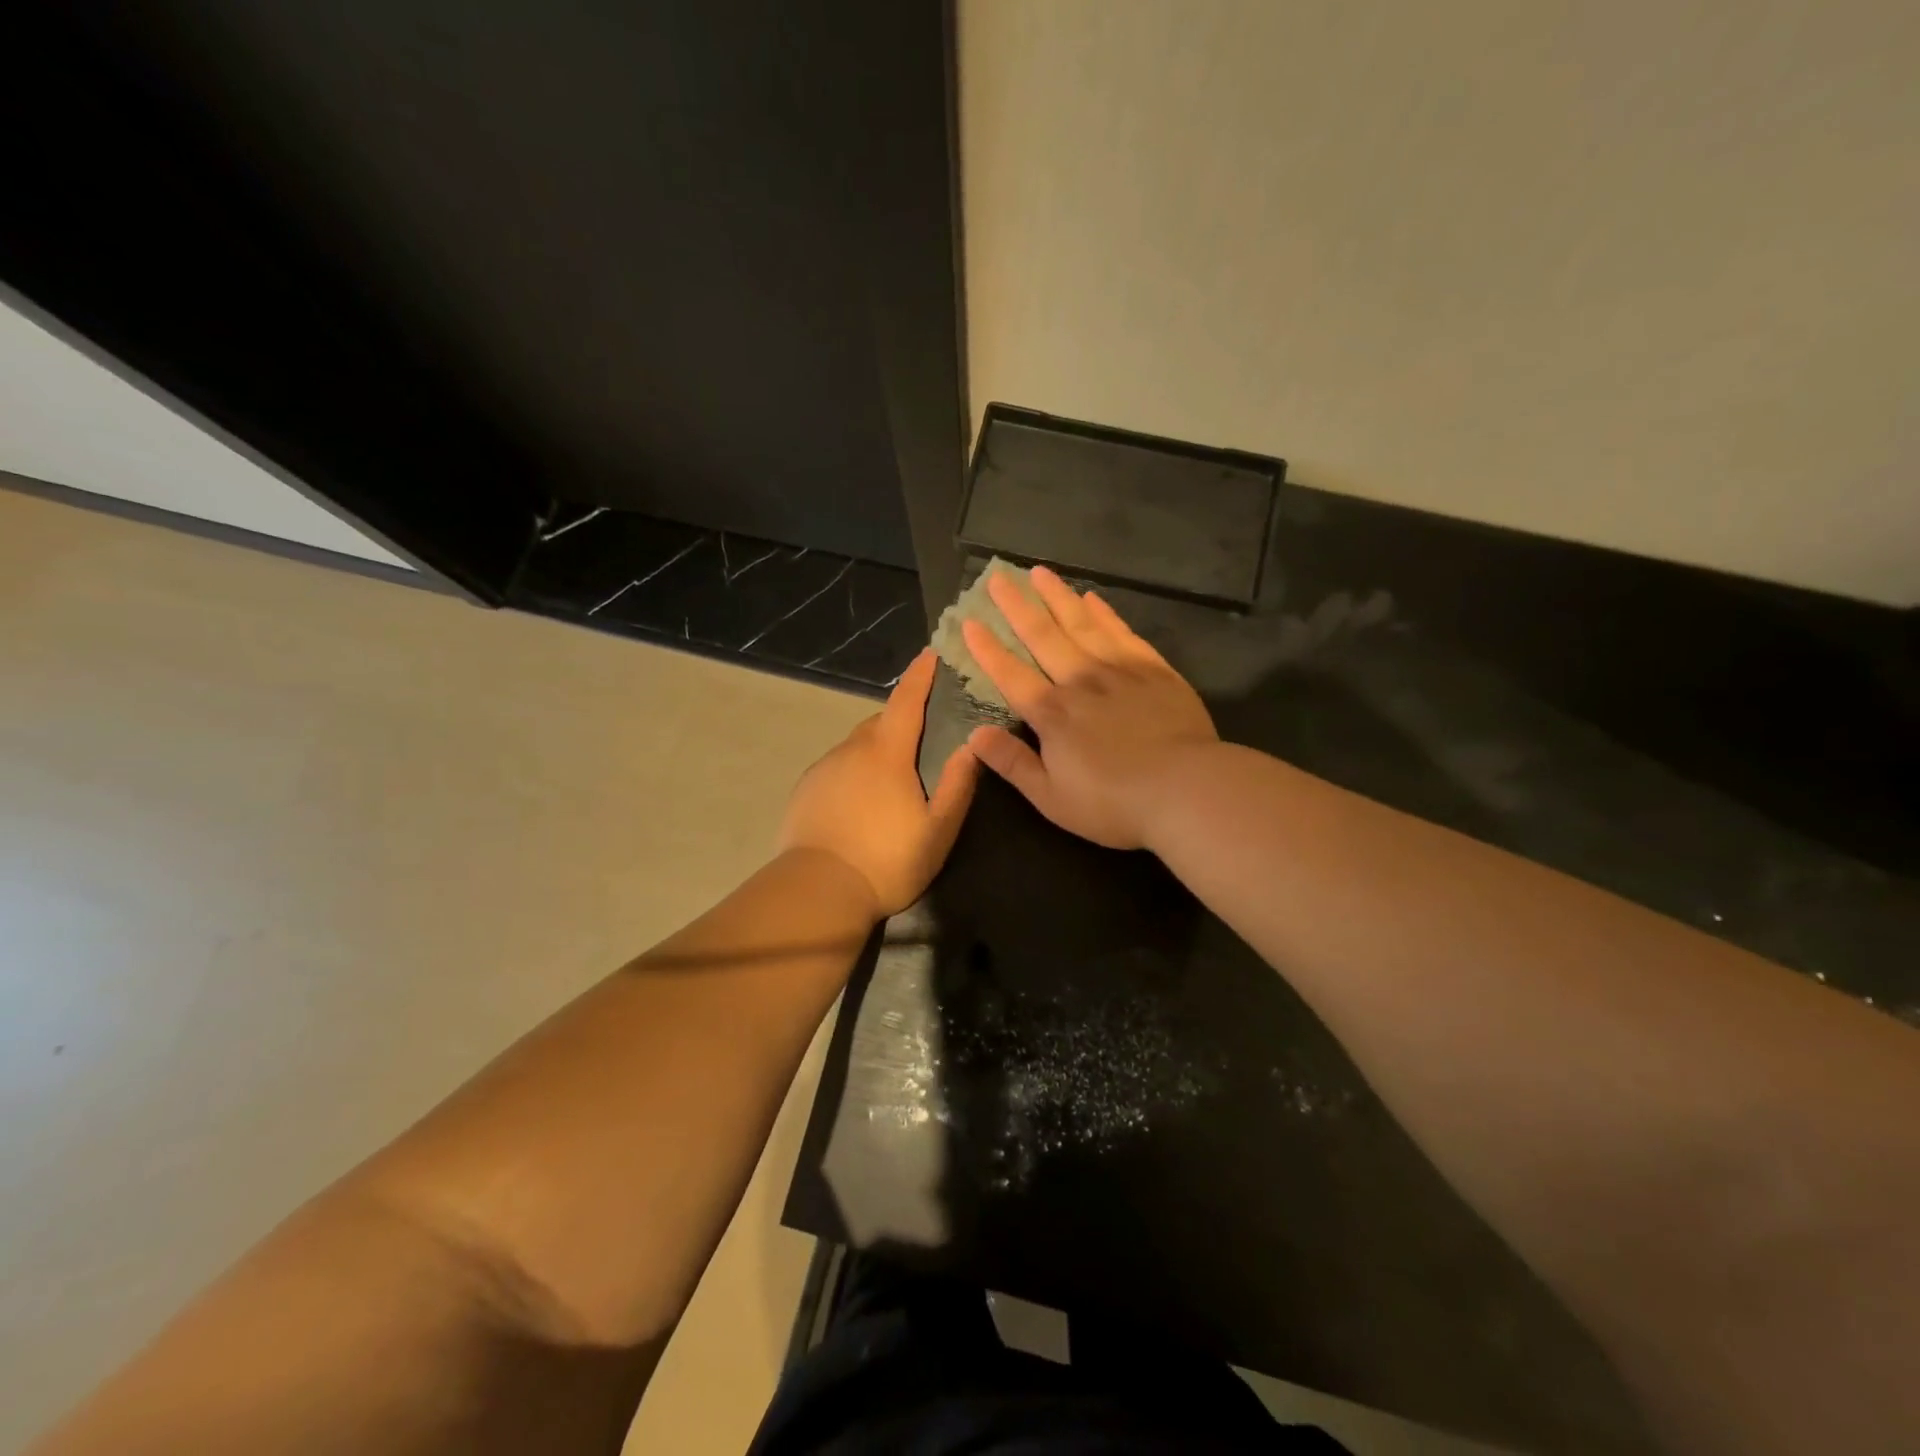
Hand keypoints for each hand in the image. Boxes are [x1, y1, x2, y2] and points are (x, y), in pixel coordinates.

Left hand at [778, 649, 979, 917]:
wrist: (818, 891)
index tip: (931, 654)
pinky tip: (861, 800)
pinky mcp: (806, 789)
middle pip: (880, 721)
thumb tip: (973, 745)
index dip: (920, 675)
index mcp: (887, 753)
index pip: (906, 701)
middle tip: (923, 734)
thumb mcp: (937, 829)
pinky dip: (854, 770)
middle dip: (902, 718)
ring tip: (892, 777)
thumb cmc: (888, 861)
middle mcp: (852, 749)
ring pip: (857, 745)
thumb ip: (957, 784)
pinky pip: (838, 766)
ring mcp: (824, 767)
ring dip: (877, 749)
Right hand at [962, 566, 1217, 849]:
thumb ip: (1013, 764)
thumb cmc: (1114, 803)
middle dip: (1017, 607)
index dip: (987, 649)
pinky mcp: (1154, 669)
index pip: (1010, 674)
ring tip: (1039, 573)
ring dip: (1057, 597)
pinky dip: (1104, 613)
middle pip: (1043, 636)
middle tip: (999, 577)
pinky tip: (1092, 599)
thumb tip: (974, 736)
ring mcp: (1119, 670)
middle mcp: (1080, 681)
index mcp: (1052, 714)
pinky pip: (1121, 632)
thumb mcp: (1052, 798)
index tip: (969, 622)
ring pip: (1081, 624)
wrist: (1187, 789)